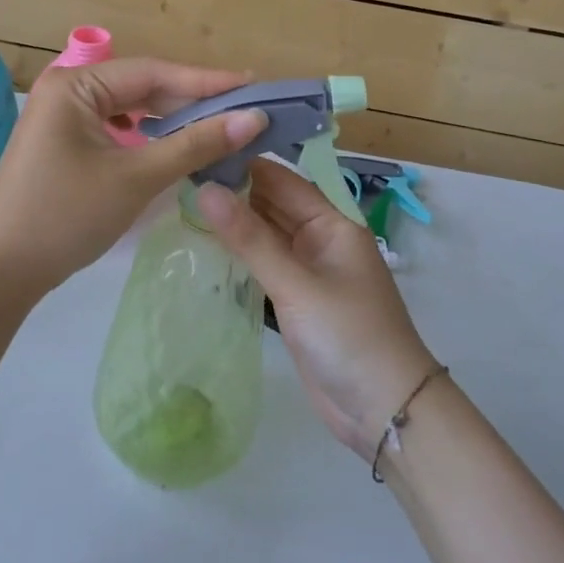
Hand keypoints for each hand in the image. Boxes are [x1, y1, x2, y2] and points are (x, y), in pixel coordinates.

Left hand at [0, 58, 267, 300]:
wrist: (0, 271)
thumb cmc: (66, 216)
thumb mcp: (135, 177)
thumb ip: (195, 144)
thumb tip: (254, 118)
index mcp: (76, 84)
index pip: (153, 72)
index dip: (207, 81)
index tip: (254, 86)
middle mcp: (67, 89)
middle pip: (142, 86)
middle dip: (192, 100)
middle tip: (245, 108)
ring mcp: (62, 116)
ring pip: (130, 108)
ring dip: (172, 118)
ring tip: (220, 124)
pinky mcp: (63, 141)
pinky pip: (116, 127)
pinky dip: (149, 135)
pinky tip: (174, 143)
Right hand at [197, 159, 437, 459]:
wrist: (384, 410)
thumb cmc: (348, 335)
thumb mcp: (297, 284)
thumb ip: (249, 239)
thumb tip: (205, 190)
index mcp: (332, 224)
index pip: (282, 180)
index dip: (243, 165)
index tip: (196, 152)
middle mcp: (320, 240)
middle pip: (271, 206)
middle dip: (232, 193)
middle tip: (178, 178)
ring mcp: (307, 271)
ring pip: (264, 236)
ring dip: (232, 224)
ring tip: (181, 204)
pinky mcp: (295, 300)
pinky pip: (263, 265)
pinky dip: (238, 255)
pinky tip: (204, 246)